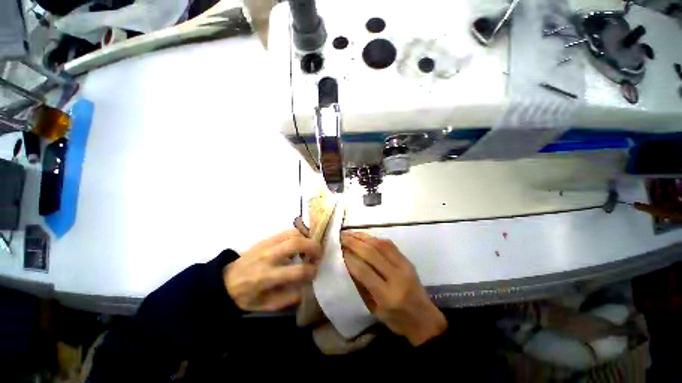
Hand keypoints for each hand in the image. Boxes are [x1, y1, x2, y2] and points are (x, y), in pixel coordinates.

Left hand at [224, 229, 321, 311]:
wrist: (226, 281)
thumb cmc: (248, 296)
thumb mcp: (267, 305)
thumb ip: (289, 298)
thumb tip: (308, 286)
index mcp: (267, 277)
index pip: (297, 271)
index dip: (311, 270)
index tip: (316, 271)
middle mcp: (267, 257)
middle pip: (296, 243)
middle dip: (313, 247)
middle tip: (319, 253)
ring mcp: (267, 244)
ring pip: (293, 233)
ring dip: (307, 238)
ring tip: (312, 246)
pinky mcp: (266, 238)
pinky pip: (288, 231)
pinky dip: (300, 233)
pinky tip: (303, 240)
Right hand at [340, 232, 446, 345]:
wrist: (425, 319)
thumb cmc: (397, 320)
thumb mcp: (374, 310)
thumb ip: (361, 287)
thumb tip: (348, 264)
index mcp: (387, 295)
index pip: (364, 270)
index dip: (349, 257)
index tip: (338, 249)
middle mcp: (397, 277)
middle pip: (371, 253)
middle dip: (354, 243)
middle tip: (341, 237)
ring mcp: (404, 266)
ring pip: (380, 245)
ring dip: (363, 237)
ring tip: (350, 233)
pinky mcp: (407, 260)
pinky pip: (389, 244)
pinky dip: (374, 238)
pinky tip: (365, 237)